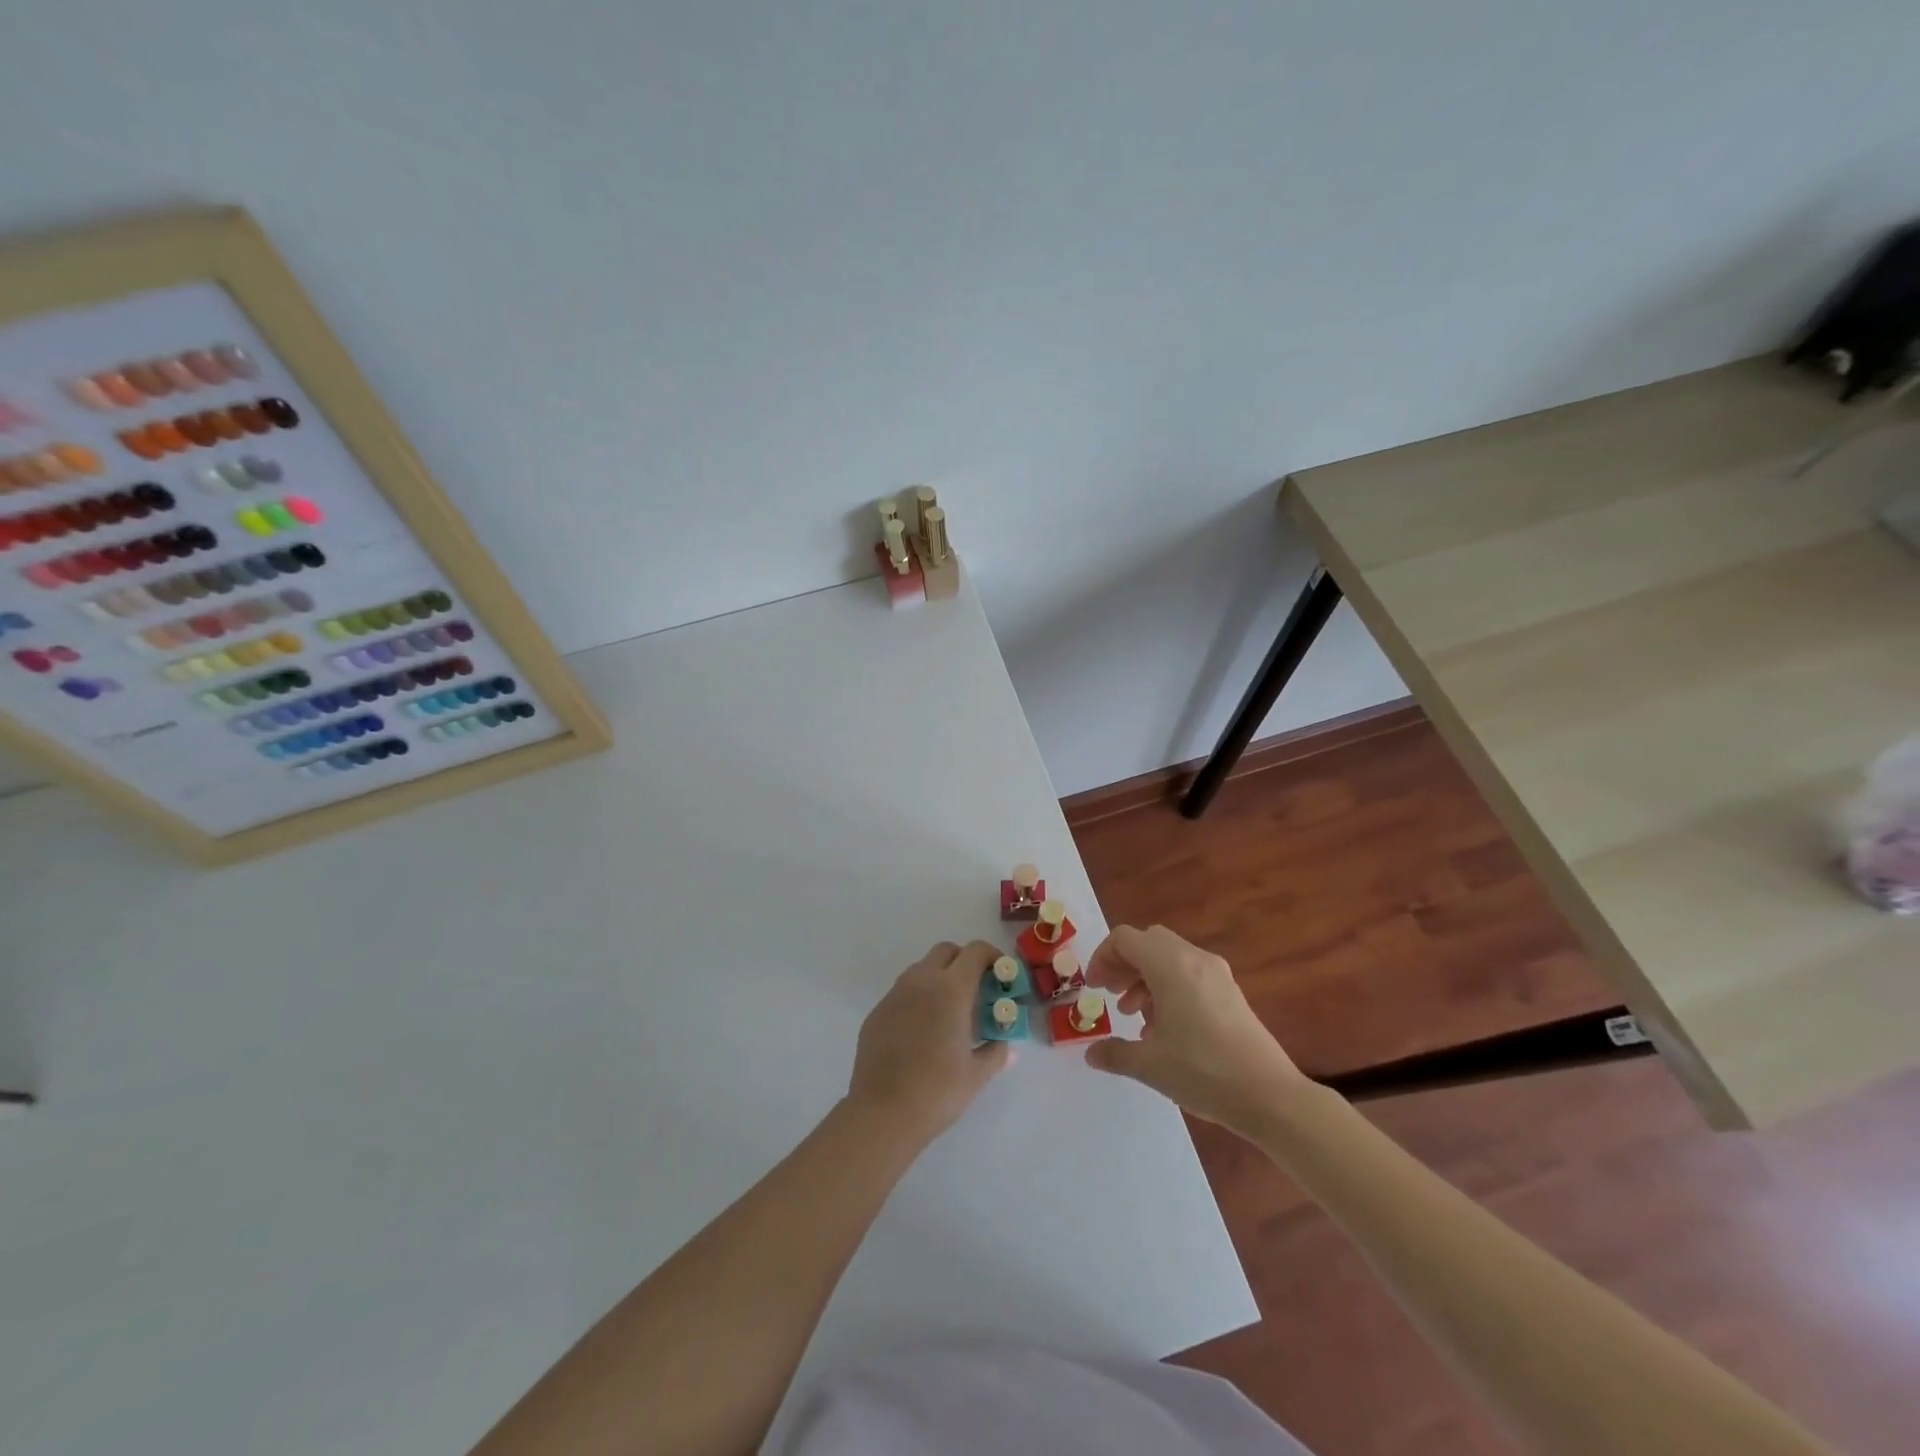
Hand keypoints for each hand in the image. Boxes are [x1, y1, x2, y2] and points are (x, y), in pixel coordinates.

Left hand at [847, 941, 1010, 1143]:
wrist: (882, 1113)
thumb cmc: (937, 1091)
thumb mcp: (976, 1075)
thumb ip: (996, 1052)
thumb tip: (1006, 1045)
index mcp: (951, 989)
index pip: (975, 952)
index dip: (992, 956)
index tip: (1001, 975)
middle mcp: (922, 981)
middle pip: (946, 951)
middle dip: (964, 961)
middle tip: (977, 990)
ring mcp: (895, 994)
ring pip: (922, 968)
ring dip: (939, 977)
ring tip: (949, 1011)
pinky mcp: (877, 1011)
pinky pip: (903, 992)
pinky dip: (918, 998)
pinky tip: (922, 1031)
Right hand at [1083, 924, 1306, 1134]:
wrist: (1270, 1096)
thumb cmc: (1203, 1072)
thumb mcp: (1149, 1065)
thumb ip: (1114, 1053)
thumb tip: (1091, 1053)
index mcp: (1171, 966)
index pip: (1125, 939)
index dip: (1102, 957)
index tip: (1094, 989)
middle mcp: (1194, 959)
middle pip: (1148, 942)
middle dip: (1123, 964)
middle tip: (1110, 994)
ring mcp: (1216, 974)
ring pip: (1169, 957)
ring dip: (1145, 977)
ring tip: (1134, 1015)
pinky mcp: (1230, 992)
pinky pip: (1189, 973)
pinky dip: (1168, 987)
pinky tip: (1165, 1027)